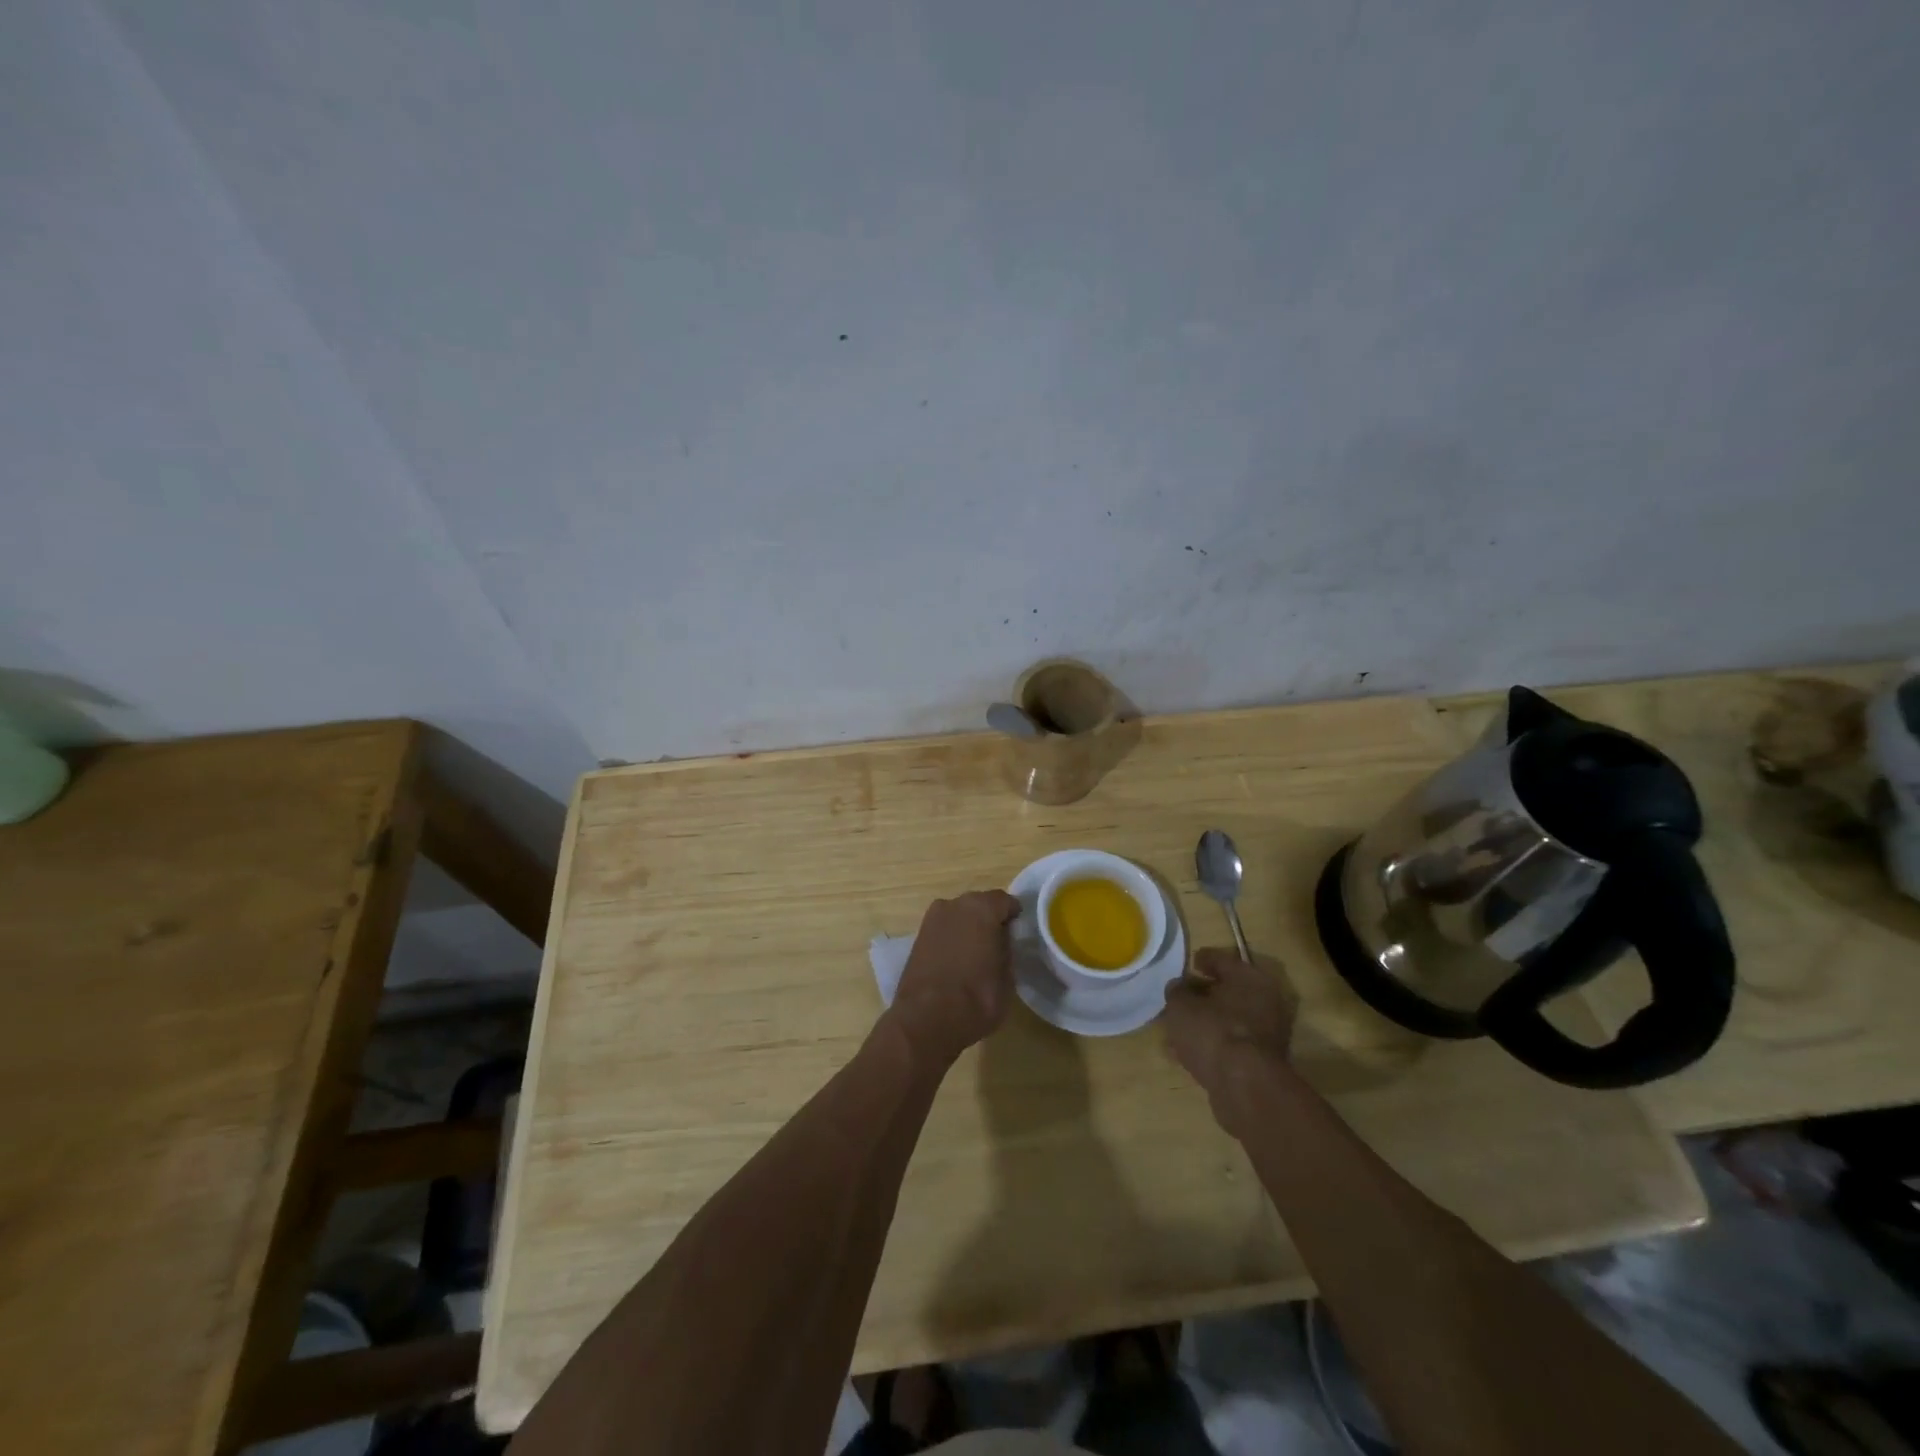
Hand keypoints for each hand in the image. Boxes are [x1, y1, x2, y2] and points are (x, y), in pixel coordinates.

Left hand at [884, 890, 1021, 1066]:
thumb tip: (1002, 941)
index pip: (1005, 901)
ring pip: (959, 915)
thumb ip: (1007, 950)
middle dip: (989, 919)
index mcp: (982, 908)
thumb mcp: (1007, 978)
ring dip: (968, 927)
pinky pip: (943, 929)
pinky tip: (957, 959)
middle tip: (999, 942)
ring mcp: (932, 919)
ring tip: (977, 953)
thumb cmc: (976, 998)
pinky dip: (951, 938)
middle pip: (979, 904)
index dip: (1014, 916)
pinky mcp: (917, 937)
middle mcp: (955, 904)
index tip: (1018, 932)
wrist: (926, 1019)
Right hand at [1161, 947, 1298, 1135]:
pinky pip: (1232, 1044)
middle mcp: (1266, 1000)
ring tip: (1179, 1028)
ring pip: (1230, 1019)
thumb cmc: (1212, 1031)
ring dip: (1207, 1021)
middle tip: (1181, 997)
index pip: (1222, 959)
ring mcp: (1268, 1032)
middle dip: (1204, 994)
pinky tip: (1189, 1052)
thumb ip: (1177, 991)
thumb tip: (1179, 987)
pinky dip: (1213, 1043)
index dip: (1202, 959)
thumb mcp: (1180, 1005)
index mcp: (1249, 977)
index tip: (1189, 964)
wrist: (1245, 1087)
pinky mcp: (1263, 1061)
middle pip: (1229, 991)